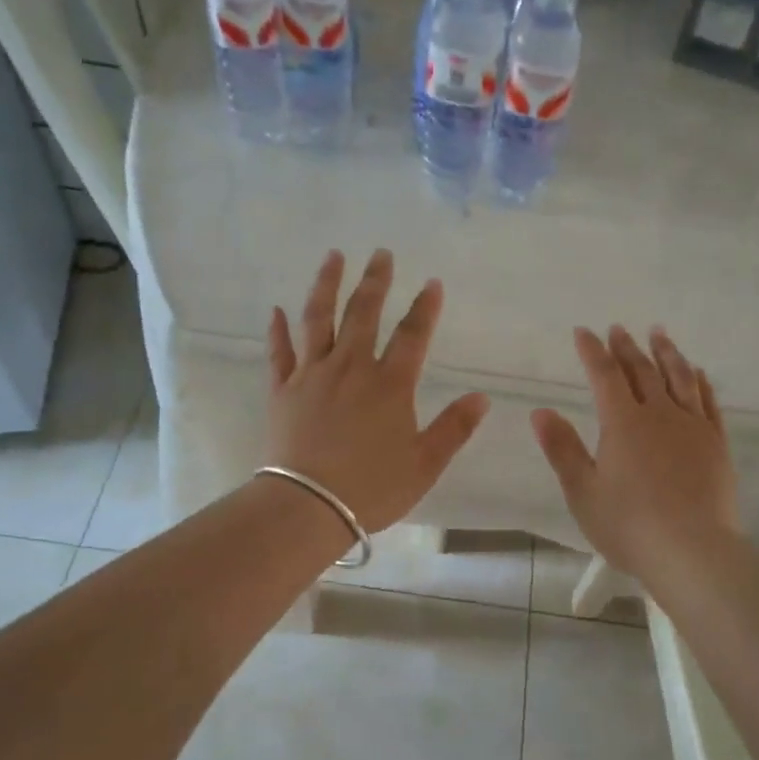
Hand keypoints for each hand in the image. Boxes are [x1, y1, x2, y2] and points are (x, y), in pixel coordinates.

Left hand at [265, 249, 488, 532]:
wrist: (308, 506)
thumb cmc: (372, 488)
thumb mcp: (425, 464)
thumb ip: (454, 429)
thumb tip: (481, 397)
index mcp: (390, 385)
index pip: (413, 335)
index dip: (425, 308)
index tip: (432, 283)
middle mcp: (351, 368)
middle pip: (363, 313)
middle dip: (376, 281)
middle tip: (381, 253)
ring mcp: (312, 375)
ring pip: (318, 319)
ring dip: (326, 285)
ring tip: (333, 257)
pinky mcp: (282, 390)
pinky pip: (280, 352)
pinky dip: (278, 330)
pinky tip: (277, 310)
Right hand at [531, 325, 739, 585]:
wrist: (692, 550)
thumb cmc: (628, 524)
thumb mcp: (582, 491)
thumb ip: (562, 449)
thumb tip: (540, 411)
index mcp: (622, 423)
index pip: (604, 376)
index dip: (592, 352)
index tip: (583, 332)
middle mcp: (659, 414)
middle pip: (642, 371)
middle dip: (627, 348)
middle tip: (618, 328)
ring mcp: (692, 427)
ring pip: (679, 378)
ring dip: (666, 353)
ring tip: (659, 334)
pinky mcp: (716, 444)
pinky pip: (708, 402)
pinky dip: (700, 381)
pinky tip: (697, 372)